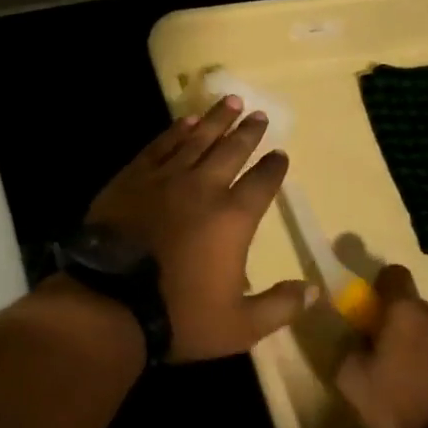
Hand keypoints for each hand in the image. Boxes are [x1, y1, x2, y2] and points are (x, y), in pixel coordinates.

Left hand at [86, 96, 315, 361]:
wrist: (112, 301)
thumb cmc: (180, 316)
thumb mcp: (240, 326)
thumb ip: (280, 306)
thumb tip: (315, 290)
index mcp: (234, 218)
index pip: (262, 183)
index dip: (274, 167)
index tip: (281, 153)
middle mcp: (204, 188)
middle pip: (232, 150)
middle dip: (249, 132)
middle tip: (259, 114)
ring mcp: (166, 178)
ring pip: (198, 139)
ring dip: (216, 120)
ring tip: (231, 102)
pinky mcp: (134, 176)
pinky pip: (160, 145)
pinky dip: (175, 130)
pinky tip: (185, 120)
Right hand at [335, 264, 427, 427]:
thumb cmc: (403, 413)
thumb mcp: (353, 384)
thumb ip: (350, 350)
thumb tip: (358, 339)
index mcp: (407, 314)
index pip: (394, 275)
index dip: (385, 289)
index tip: (379, 310)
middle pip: (426, 312)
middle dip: (416, 329)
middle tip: (405, 363)